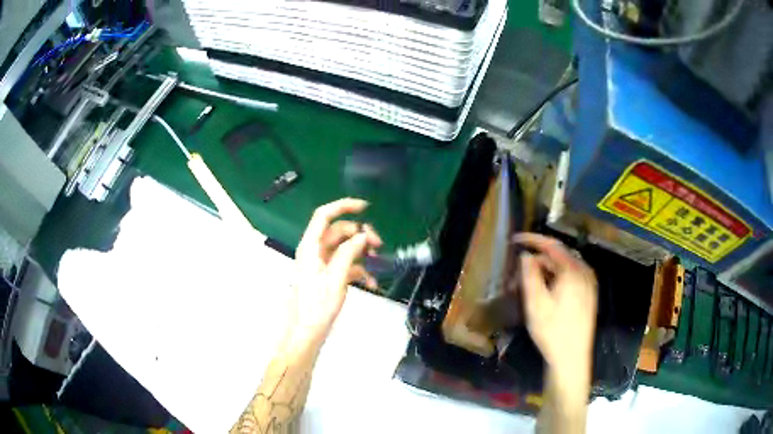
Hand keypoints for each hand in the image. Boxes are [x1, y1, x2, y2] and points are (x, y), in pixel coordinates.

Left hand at [289, 198, 381, 347]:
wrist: (306, 332)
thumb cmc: (317, 306)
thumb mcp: (335, 278)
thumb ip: (348, 253)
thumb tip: (362, 235)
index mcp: (311, 247)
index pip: (324, 215)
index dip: (343, 206)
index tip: (365, 207)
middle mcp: (315, 251)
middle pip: (339, 231)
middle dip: (359, 234)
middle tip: (378, 244)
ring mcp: (322, 264)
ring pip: (345, 248)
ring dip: (361, 253)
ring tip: (377, 263)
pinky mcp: (328, 277)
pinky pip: (346, 265)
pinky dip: (359, 270)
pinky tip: (372, 282)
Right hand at [514, 233, 597, 376]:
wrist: (572, 357)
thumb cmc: (552, 331)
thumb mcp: (535, 304)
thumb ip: (530, 275)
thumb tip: (526, 256)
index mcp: (572, 271)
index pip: (551, 245)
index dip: (532, 240)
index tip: (515, 240)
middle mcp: (584, 272)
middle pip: (559, 255)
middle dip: (537, 260)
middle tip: (518, 274)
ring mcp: (589, 283)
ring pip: (565, 266)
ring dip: (547, 269)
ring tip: (530, 284)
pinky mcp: (589, 293)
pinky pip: (572, 275)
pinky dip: (557, 276)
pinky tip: (547, 290)